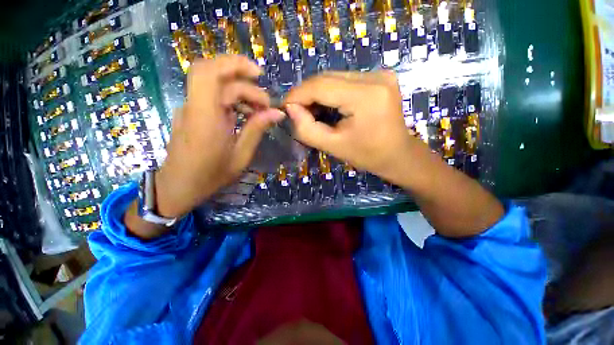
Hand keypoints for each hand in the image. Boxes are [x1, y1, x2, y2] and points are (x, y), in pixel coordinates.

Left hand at [155, 56, 283, 217]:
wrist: (179, 187)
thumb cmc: (211, 176)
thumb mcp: (241, 156)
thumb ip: (257, 130)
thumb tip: (276, 113)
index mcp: (205, 117)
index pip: (210, 72)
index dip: (234, 64)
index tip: (260, 76)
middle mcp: (195, 107)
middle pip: (216, 75)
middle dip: (244, 80)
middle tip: (265, 102)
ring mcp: (192, 109)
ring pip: (216, 85)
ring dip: (241, 92)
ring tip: (259, 111)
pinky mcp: (193, 113)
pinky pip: (213, 97)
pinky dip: (233, 100)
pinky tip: (245, 115)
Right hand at [284, 71, 417, 184]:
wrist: (399, 155)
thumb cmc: (368, 155)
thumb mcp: (334, 147)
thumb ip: (307, 129)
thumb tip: (290, 109)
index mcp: (366, 96)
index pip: (321, 86)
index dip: (298, 95)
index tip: (284, 107)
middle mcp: (375, 76)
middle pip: (327, 78)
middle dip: (306, 95)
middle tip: (297, 113)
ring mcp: (379, 74)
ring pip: (334, 78)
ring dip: (318, 94)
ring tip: (311, 113)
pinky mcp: (379, 77)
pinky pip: (344, 81)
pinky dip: (331, 93)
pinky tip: (327, 107)